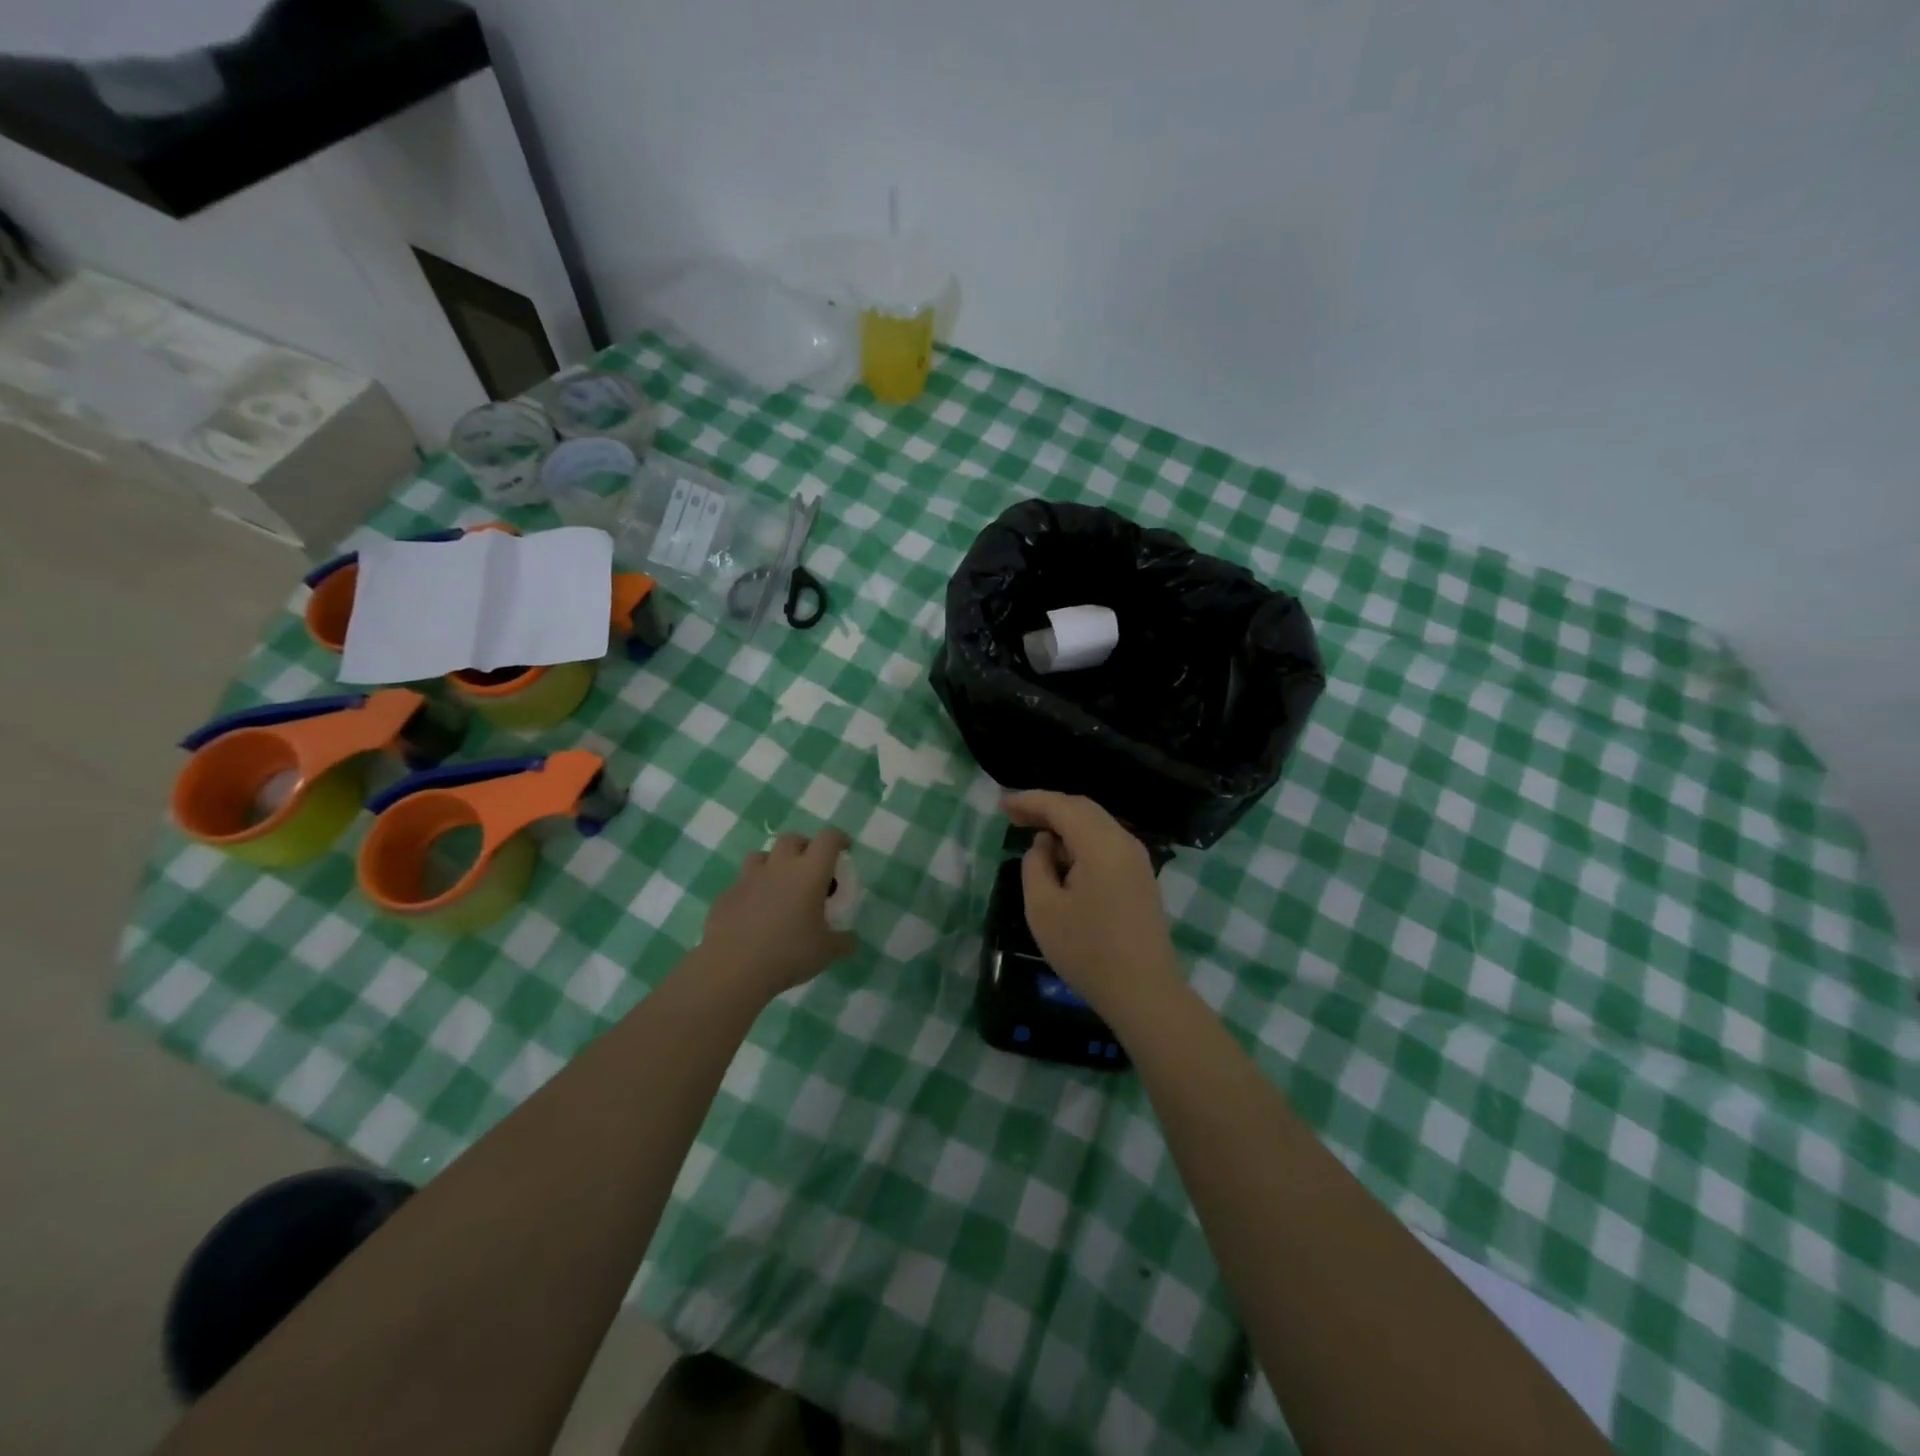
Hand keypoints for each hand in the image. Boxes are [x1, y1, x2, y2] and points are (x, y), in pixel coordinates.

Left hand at [699, 830, 856, 996]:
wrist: (733, 968)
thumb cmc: (789, 953)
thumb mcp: (827, 952)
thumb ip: (844, 941)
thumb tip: (851, 939)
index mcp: (809, 873)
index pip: (828, 839)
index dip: (839, 839)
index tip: (844, 849)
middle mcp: (779, 867)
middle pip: (792, 839)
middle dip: (805, 847)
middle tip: (811, 868)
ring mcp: (749, 879)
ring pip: (762, 855)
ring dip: (774, 863)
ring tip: (780, 885)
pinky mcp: (726, 896)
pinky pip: (742, 884)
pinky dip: (752, 891)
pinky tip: (754, 914)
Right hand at [1005, 791, 1181, 1015]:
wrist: (1144, 992)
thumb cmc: (1087, 951)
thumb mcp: (1044, 909)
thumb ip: (1035, 866)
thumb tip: (1043, 846)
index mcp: (1101, 845)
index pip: (1061, 806)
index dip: (1029, 800)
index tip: (1002, 804)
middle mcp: (1124, 842)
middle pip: (1082, 809)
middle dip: (1046, 808)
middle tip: (1014, 816)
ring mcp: (1137, 859)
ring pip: (1096, 825)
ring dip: (1064, 824)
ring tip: (1034, 835)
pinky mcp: (1141, 877)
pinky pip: (1106, 843)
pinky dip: (1081, 840)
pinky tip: (1063, 858)